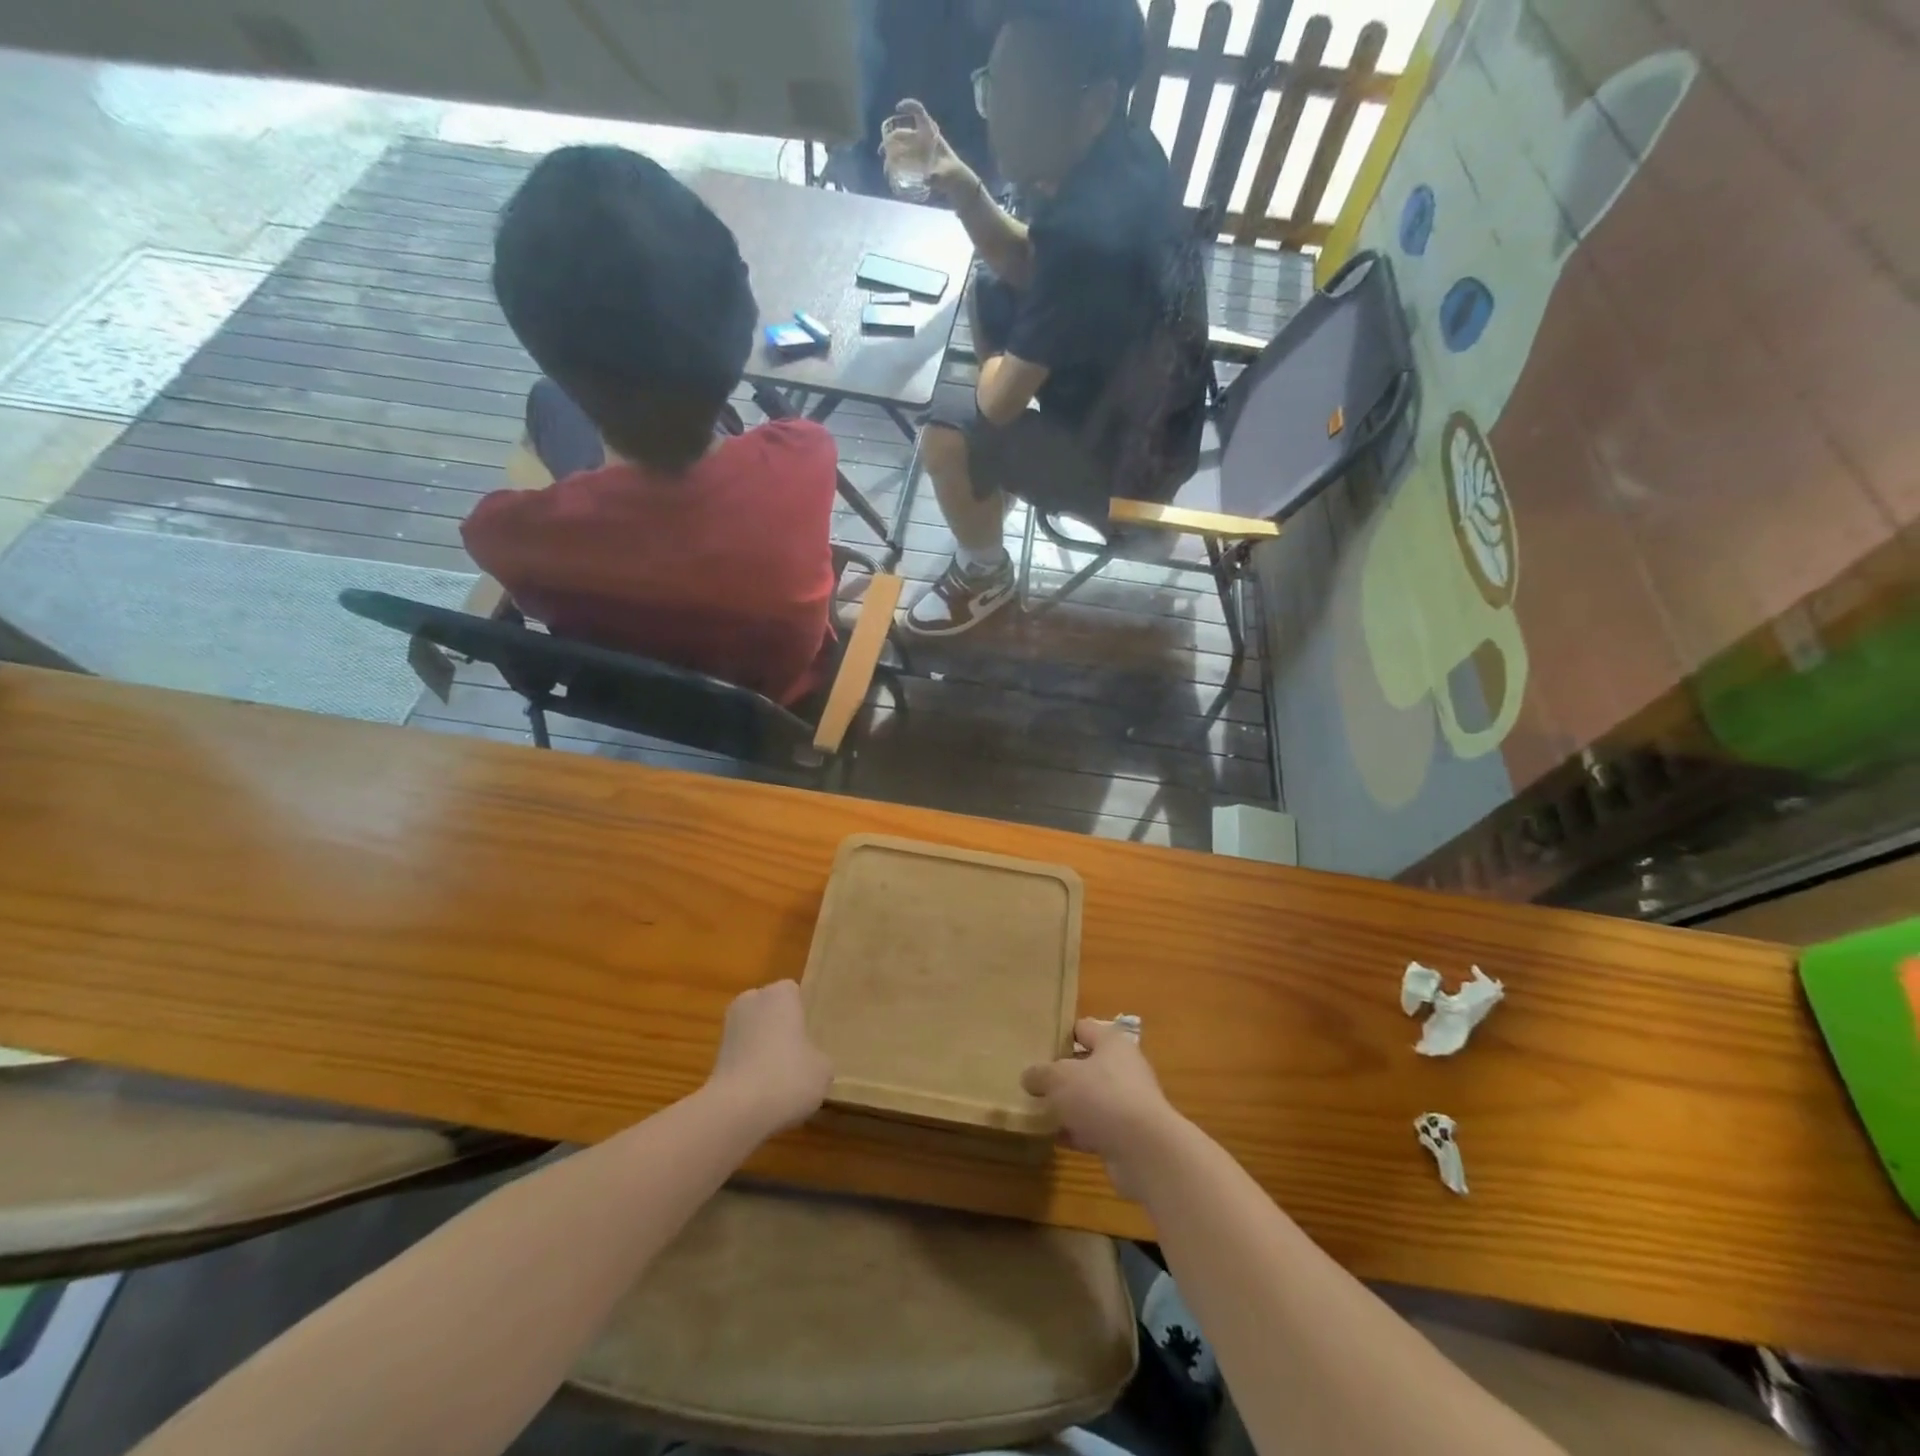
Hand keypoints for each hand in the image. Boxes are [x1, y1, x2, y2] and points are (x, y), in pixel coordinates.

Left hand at [706, 981, 831, 1137]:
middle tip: (798, 1056)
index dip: (801, 1014)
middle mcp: (750, 1002)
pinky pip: (740, 1058)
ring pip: (753, 1035)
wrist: (737, 1112)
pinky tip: (762, 1096)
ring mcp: (728, 1030)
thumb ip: (818, 1057)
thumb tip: (810, 1063)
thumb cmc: (789, 1076)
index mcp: (780, 994)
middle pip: (769, 1011)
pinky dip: (749, 1072)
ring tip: (781, 1081)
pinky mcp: (713, 1059)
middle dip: (779, 1029)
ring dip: (762, 1051)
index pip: (792, 993)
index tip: (810, 1036)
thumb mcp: (823, 1069)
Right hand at [881, 99, 978, 200]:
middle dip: (891, 140)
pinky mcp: (920, 163)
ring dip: (892, 152)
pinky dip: (898, 163)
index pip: (920, 114)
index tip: (898, 109)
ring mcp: (921, 151)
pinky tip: (892, 172)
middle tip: (882, 151)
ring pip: (903, 147)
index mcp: (931, 135)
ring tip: (885, 164)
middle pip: (904, 134)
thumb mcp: (945, 174)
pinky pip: (906, 159)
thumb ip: (936, 176)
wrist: (958, 184)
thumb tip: (927, 179)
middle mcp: (924, 140)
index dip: (909, 106)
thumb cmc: (953, 175)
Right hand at [1022, 1018, 1177, 1196]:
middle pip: (1086, 1065)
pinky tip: (1052, 1138)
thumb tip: (1029, 1076)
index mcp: (1111, 1043)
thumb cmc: (1101, 1096)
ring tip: (1036, 1109)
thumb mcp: (1060, 1078)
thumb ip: (1041, 1073)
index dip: (1060, 1033)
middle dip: (1061, 1074)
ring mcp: (1126, 1104)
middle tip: (1032, 1079)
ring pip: (1090, 1099)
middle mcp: (1123, 1069)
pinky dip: (1075, 1133)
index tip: (1036, 1042)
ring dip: (1067, 1106)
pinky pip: (1094, 1129)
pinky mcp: (1126, 1136)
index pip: (1083, 1028)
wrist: (1144, 1151)